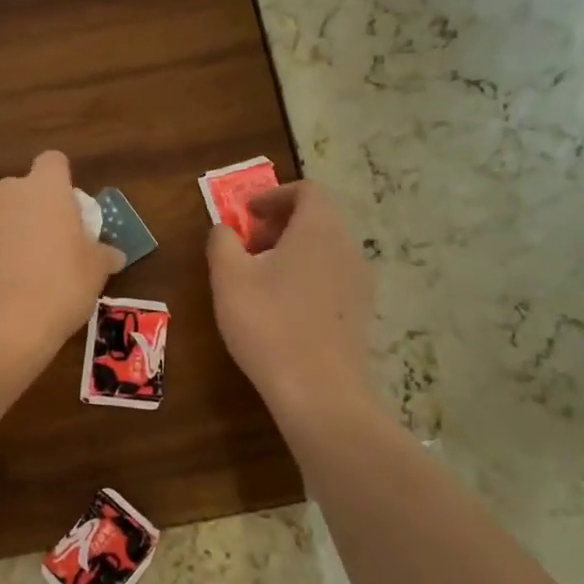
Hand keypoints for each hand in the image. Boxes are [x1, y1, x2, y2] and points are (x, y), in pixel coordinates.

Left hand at [0, 151, 123, 365]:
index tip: (68, 211)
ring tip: (15, 275)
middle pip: (21, 191)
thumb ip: (103, 254)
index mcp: (44, 189)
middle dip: (32, 212)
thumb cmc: (59, 289)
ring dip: (5, 234)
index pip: (53, 162)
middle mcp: (4, 193)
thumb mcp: (95, 273)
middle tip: (47, 249)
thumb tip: (112, 254)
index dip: (62, 181)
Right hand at [207, 181, 373, 413]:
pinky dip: (307, 276)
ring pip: (326, 249)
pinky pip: (333, 278)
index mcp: (319, 229)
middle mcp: (348, 247)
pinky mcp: (361, 313)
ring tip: (260, 278)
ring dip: (293, 251)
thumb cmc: (269, 324)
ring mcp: (360, 282)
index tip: (245, 215)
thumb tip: (225, 230)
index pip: (307, 190)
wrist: (320, 392)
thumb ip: (222, 242)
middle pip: (318, 218)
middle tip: (247, 245)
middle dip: (281, 223)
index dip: (273, 195)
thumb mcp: (229, 277)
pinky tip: (282, 308)